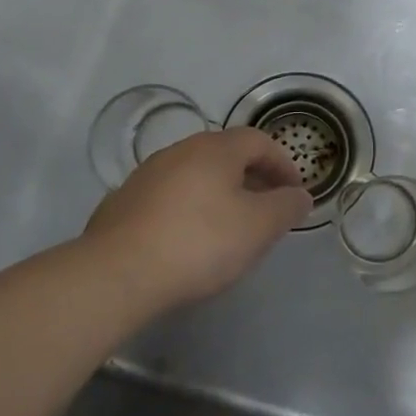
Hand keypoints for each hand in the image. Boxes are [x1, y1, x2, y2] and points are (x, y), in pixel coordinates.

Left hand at [78, 128, 311, 311]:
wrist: (116, 275)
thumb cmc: (199, 243)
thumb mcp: (259, 227)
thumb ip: (286, 207)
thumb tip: (300, 195)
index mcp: (215, 149)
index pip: (258, 141)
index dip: (283, 163)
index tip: (295, 192)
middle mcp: (179, 151)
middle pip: (225, 154)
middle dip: (251, 177)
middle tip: (266, 208)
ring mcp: (146, 175)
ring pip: (194, 175)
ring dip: (218, 193)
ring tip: (228, 226)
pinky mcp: (122, 204)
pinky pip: (168, 197)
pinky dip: (187, 209)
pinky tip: (187, 240)